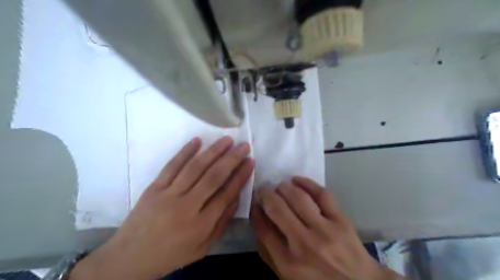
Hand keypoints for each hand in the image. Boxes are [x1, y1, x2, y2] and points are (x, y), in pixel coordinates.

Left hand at [70, 137, 254, 279]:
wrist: (130, 257)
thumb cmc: (171, 254)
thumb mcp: (203, 247)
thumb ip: (222, 222)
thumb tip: (236, 197)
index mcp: (200, 225)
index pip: (226, 194)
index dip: (240, 176)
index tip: (250, 161)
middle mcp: (186, 207)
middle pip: (213, 177)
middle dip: (232, 159)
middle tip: (244, 146)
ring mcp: (168, 195)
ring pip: (195, 167)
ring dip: (213, 151)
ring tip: (227, 140)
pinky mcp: (154, 188)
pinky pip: (171, 166)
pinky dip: (185, 151)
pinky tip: (197, 140)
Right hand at [250, 178, 404, 279]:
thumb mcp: (288, 278)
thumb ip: (269, 254)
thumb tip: (259, 223)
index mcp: (288, 263)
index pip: (263, 228)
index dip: (255, 211)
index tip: (254, 202)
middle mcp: (304, 244)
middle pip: (277, 208)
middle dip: (266, 195)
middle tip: (264, 192)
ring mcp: (324, 230)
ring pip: (298, 197)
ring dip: (284, 187)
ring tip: (280, 186)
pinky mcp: (341, 220)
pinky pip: (322, 194)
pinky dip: (306, 182)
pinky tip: (296, 180)